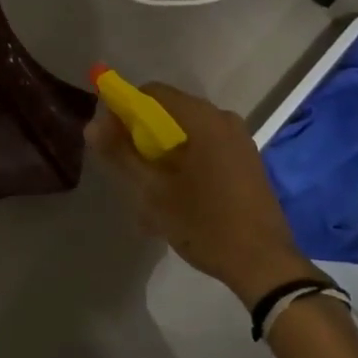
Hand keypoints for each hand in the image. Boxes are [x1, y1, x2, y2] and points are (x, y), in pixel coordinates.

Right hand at [86, 82, 321, 309]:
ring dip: (162, 161)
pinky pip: (206, 153)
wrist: (264, 264)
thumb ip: (121, 155)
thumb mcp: (154, 192)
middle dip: (143, 141)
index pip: (153, 93)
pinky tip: (174, 205)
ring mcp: (239, 142)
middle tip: (128, 176)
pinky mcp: (247, 163)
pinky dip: (185, 169)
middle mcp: (224, 120)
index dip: (125, 109)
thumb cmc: (205, 223)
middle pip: (170, 116)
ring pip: (187, 139)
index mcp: (203, 119)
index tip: (110, 139)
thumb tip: (93, 125)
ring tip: (148, 202)